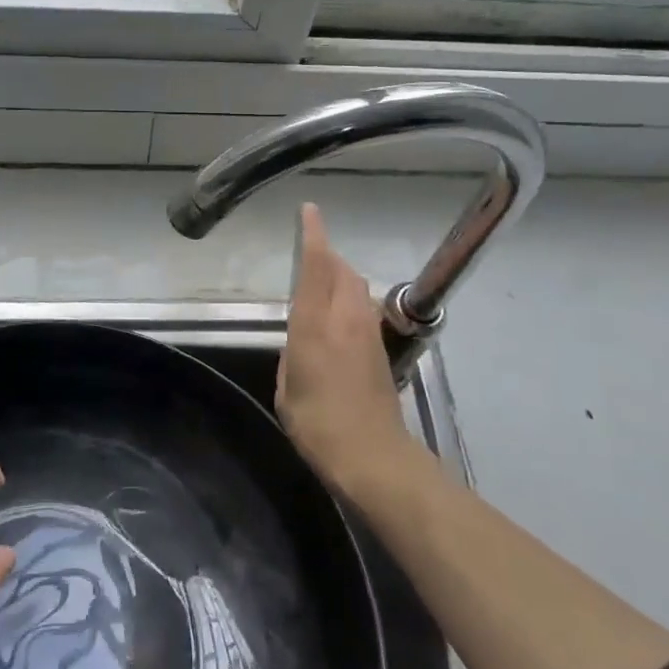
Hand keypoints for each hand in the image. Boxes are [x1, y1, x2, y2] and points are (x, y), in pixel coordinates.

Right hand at [278, 204, 427, 501]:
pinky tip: (340, 319)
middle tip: (312, 252)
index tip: (310, 211)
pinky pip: (363, 308)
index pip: (316, 268)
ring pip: (357, 286)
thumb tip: (302, 338)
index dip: (313, 236)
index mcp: (315, 326)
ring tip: (324, 285)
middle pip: (342, 270)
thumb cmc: (318, 426)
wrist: (373, 457)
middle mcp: (345, 319)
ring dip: (342, 276)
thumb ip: (292, 353)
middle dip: (329, 255)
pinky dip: (351, 299)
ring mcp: (368, 333)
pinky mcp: (381, 349)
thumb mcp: (286, 389)